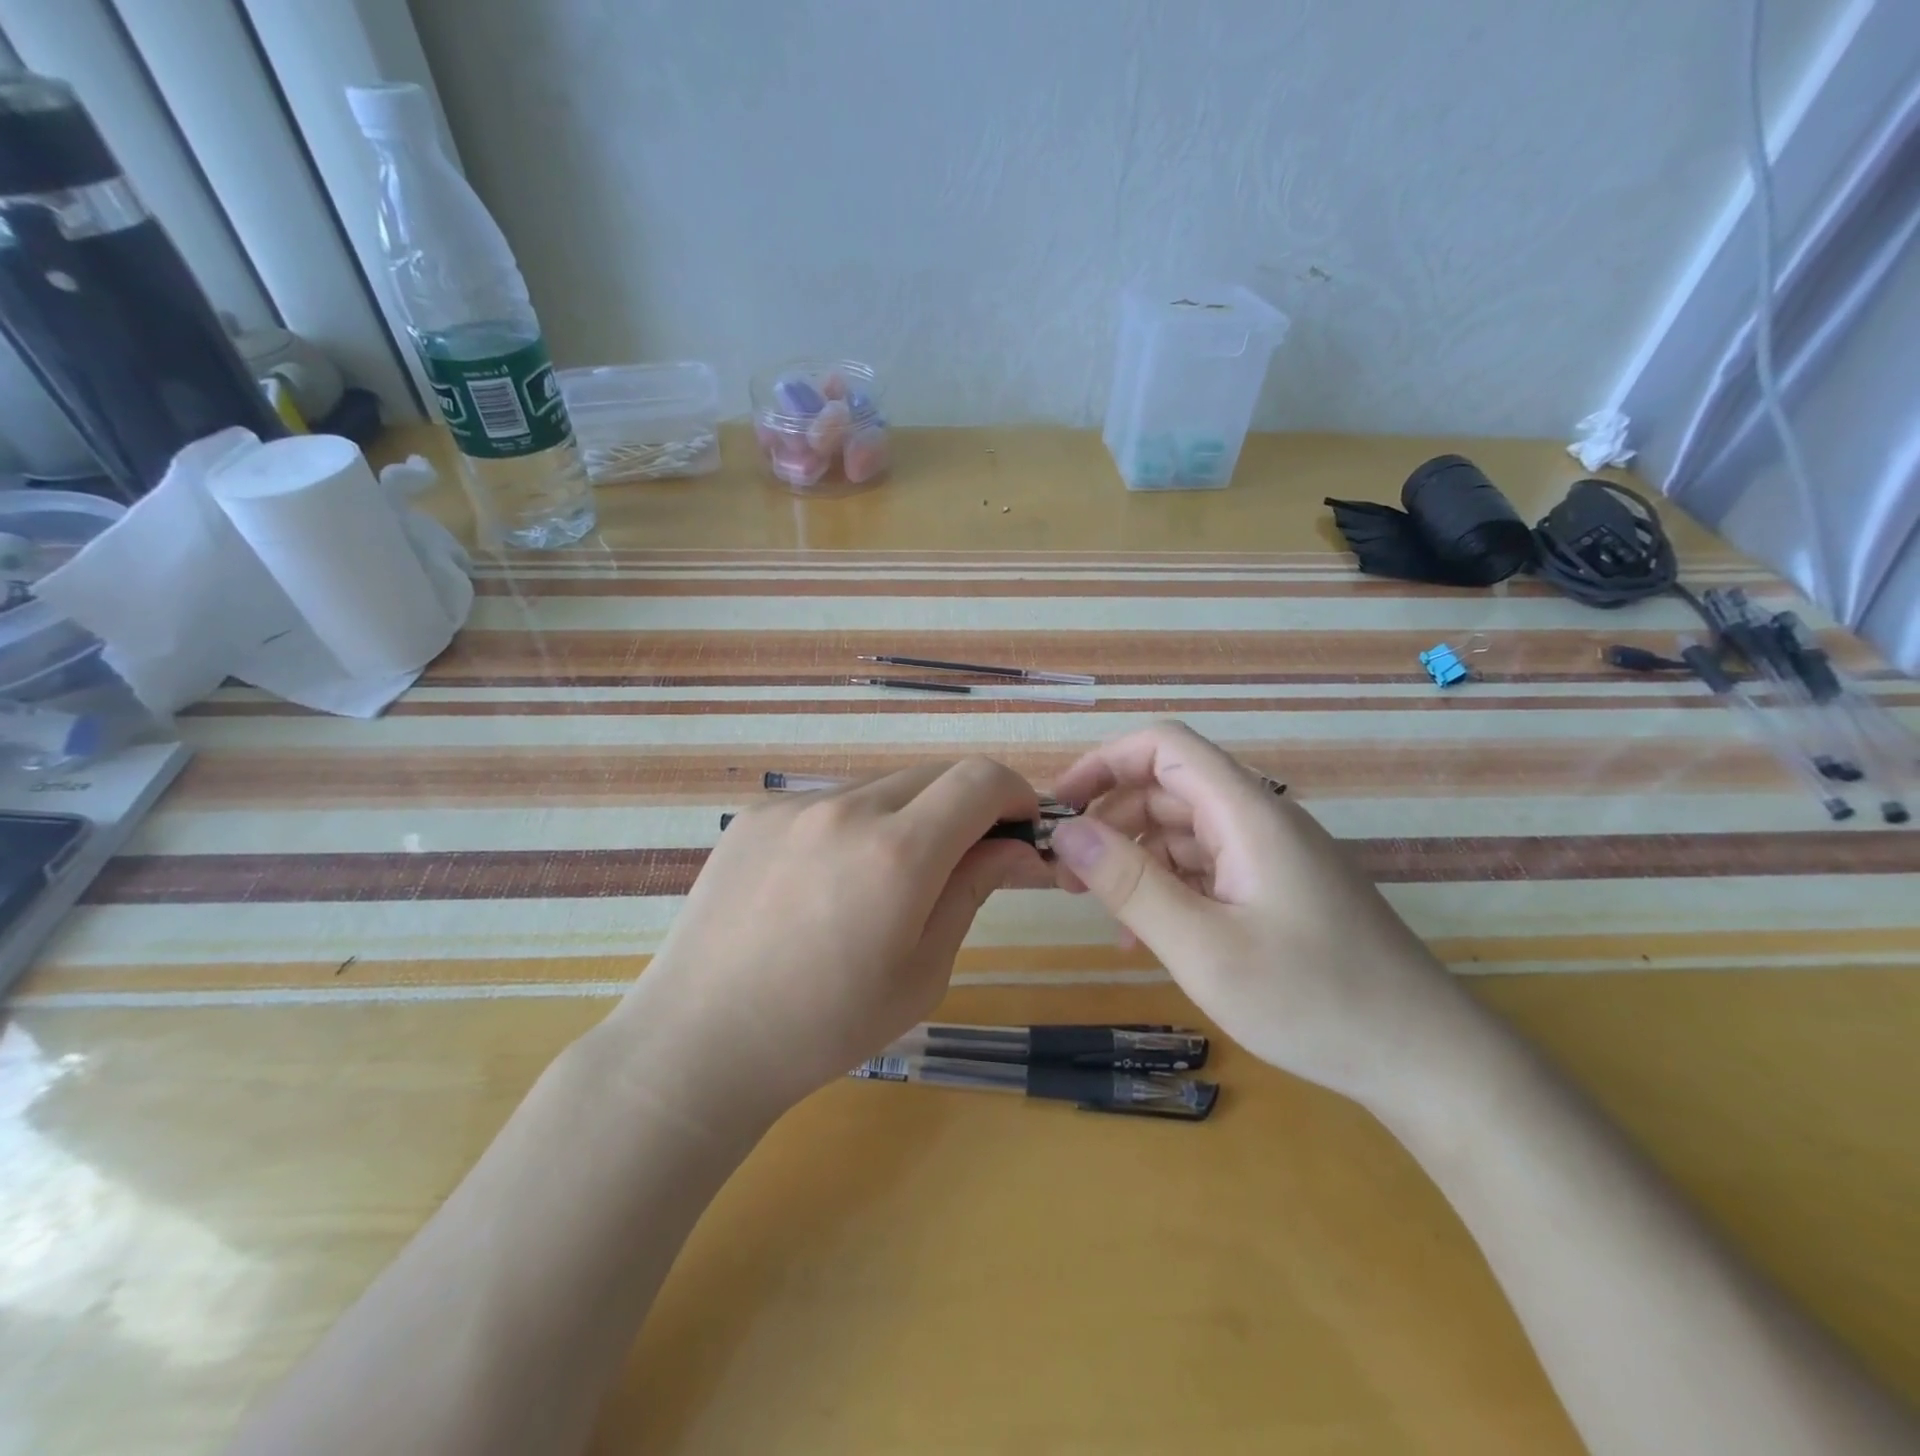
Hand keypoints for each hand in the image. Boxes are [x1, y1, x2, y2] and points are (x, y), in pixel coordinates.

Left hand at [609, 759, 1050, 1127]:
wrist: (701, 1040)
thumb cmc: (826, 1026)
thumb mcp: (923, 971)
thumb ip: (973, 890)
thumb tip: (1019, 848)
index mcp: (897, 853)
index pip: (980, 779)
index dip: (1015, 794)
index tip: (1020, 830)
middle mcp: (847, 809)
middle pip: (935, 773)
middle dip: (967, 805)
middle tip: (966, 858)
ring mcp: (795, 805)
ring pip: (883, 787)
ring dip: (910, 816)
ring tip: (886, 882)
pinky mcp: (757, 812)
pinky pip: (831, 803)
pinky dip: (856, 825)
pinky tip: (827, 882)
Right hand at [1047, 721, 1485, 1111]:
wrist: (1425, 1060)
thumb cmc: (1313, 999)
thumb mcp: (1204, 947)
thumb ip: (1132, 884)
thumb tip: (1067, 832)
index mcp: (1247, 814)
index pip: (1165, 746)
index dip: (1105, 762)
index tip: (1061, 807)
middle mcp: (1261, 821)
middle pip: (1169, 788)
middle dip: (1110, 819)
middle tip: (1065, 873)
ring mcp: (1273, 857)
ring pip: (1185, 831)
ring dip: (1135, 857)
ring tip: (1097, 907)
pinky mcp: (1279, 890)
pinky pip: (1208, 869)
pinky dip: (1168, 887)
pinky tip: (1144, 934)